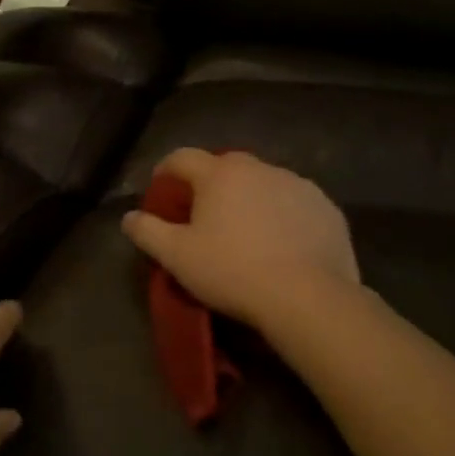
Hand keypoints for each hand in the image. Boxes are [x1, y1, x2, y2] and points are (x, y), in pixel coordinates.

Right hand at [121, 149, 359, 335]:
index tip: (160, 191)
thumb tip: (129, 217)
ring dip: (248, 199)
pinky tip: (282, 244)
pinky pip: (294, 203)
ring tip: (245, 232)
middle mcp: (259, 167)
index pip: (182, 158)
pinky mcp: (325, 207)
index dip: (165, 171)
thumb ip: (147, 231)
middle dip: (209, 185)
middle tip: (203, 215)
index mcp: (220, 174)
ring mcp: (297, 184)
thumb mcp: (177, 257)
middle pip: (224, 167)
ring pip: (262, 183)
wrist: (308, 297)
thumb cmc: (233, 272)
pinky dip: (282, 215)